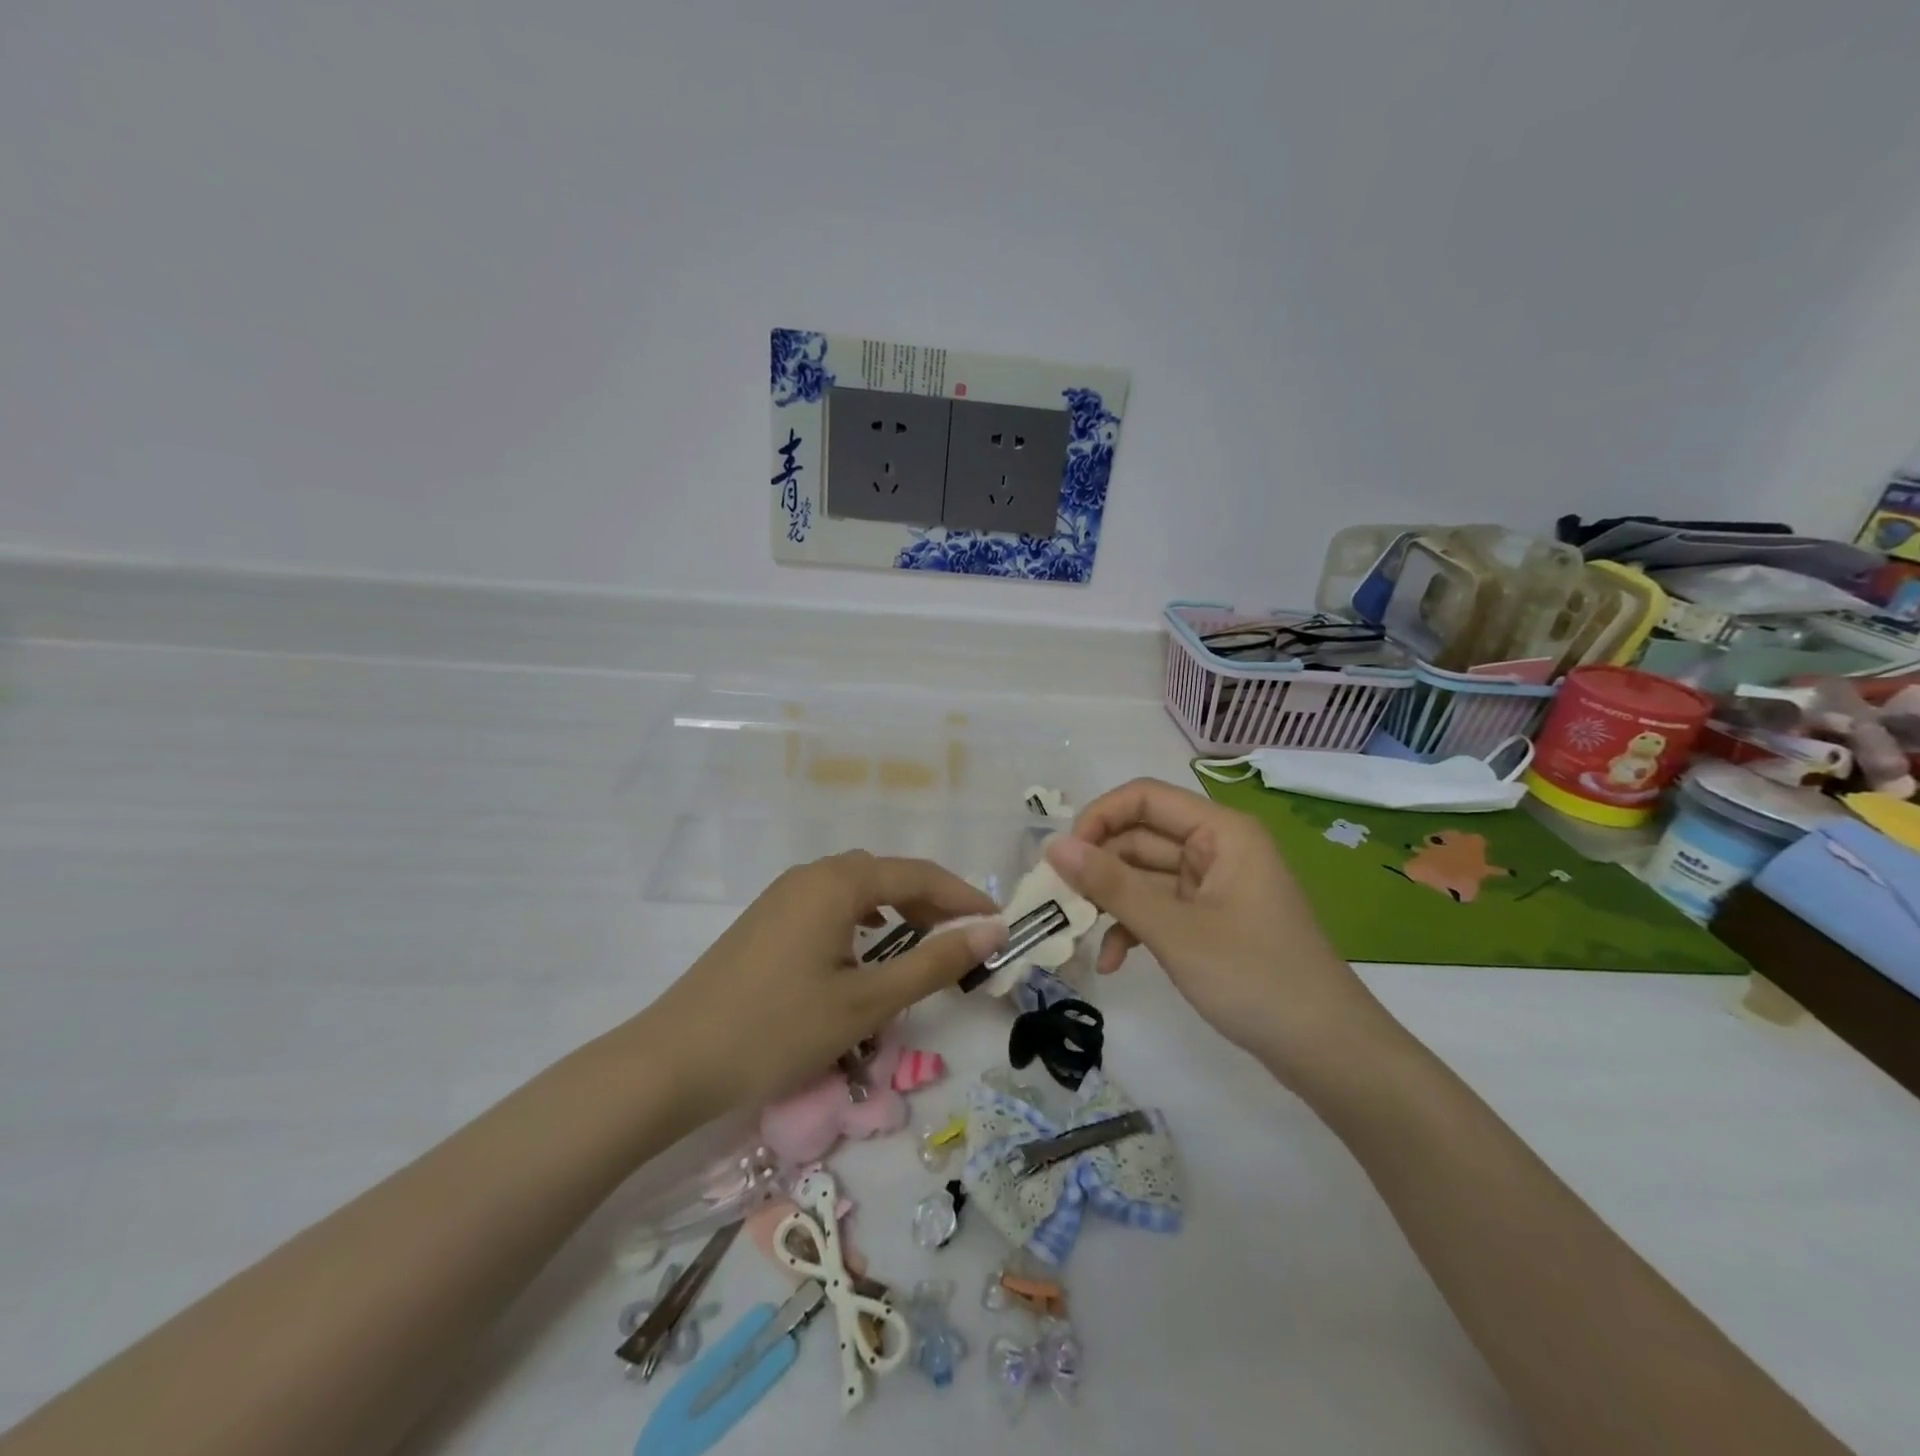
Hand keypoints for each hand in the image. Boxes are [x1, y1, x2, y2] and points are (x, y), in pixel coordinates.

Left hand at [637, 852, 1005, 1117]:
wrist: (673, 1061)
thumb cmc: (777, 1029)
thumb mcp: (866, 1001)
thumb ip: (933, 963)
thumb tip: (991, 932)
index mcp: (837, 882)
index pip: (918, 874)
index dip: (963, 897)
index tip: (998, 925)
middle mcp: (810, 874)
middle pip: (886, 874)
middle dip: (932, 901)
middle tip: (965, 937)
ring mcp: (782, 896)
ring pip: (856, 887)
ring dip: (897, 907)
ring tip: (924, 940)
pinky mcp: (766, 920)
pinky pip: (829, 903)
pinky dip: (863, 916)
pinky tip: (866, 945)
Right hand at [1044, 778, 1383, 1081]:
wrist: (1329, 1054)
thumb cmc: (1255, 979)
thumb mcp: (1174, 931)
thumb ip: (1111, 885)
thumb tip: (1053, 846)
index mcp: (1221, 832)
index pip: (1144, 798)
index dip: (1099, 818)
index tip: (1064, 858)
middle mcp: (1218, 848)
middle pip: (1140, 837)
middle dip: (1099, 868)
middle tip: (1059, 901)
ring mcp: (1215, 887)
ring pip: (1145, 876)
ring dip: (1112, 903)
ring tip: (1077, 933)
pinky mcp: (1212, 921)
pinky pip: (1160, 908)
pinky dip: (1134, 928)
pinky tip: (1113, 962)